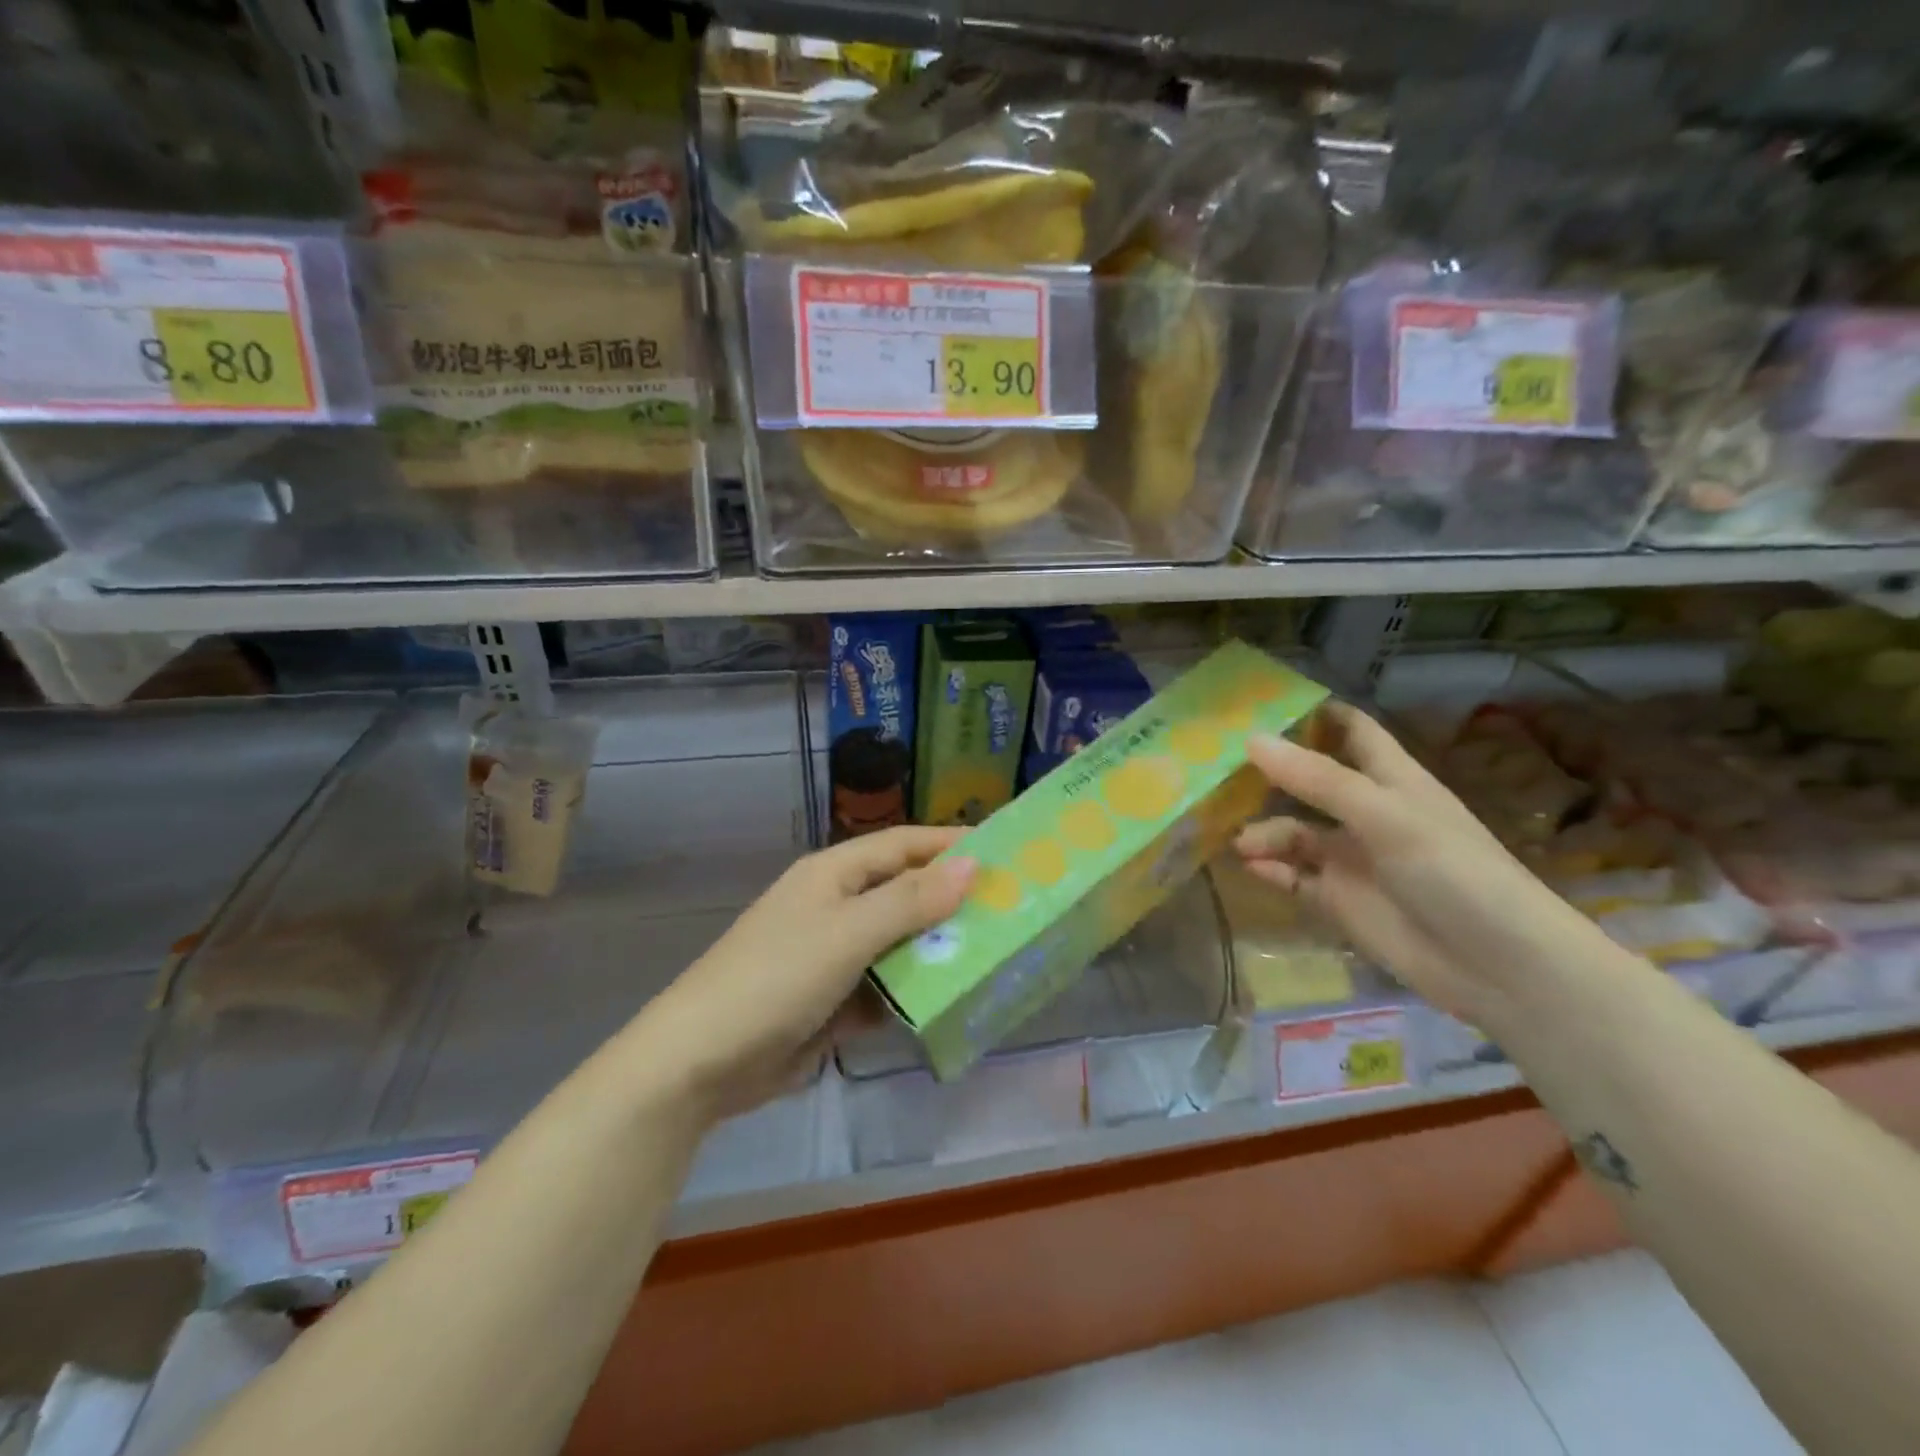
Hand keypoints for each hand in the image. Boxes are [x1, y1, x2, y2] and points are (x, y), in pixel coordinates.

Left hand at [636, 827, 975, 1119]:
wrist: (701, 1062)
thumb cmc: (776, 977)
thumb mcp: (848, 933)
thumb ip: (911, 901)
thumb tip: (972, 864)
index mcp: (833, 874)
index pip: (903, 845)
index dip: (950, 844)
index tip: (1004, 849)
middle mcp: (836, 906)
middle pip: (905, 893)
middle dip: (953, 900)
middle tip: (1012, 907)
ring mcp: (836, 955)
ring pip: (901, 943)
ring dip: (940, 950)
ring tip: (999, 953)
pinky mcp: (836, 1000)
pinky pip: (888, 987)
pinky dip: (916, 992)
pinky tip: (956, 1000)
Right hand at [1234, 703, 1622, 1028]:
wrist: (1497, 966)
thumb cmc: (1452, 872)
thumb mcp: (1385, 816)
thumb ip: (1318, 780)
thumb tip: (1251, 740)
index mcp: (1390, 780)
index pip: (1351, 732)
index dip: (1313, 715)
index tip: (1260, 704)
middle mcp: (1366, 814)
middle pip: (1309, 782)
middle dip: (1268, 774)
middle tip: (1215, 769)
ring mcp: (1351, 858)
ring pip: (1294, 833)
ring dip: (1264, 832)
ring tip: (1239, 842)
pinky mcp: (1340, 900)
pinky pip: (1294, 877)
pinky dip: (1271, 870)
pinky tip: (1251, 867)